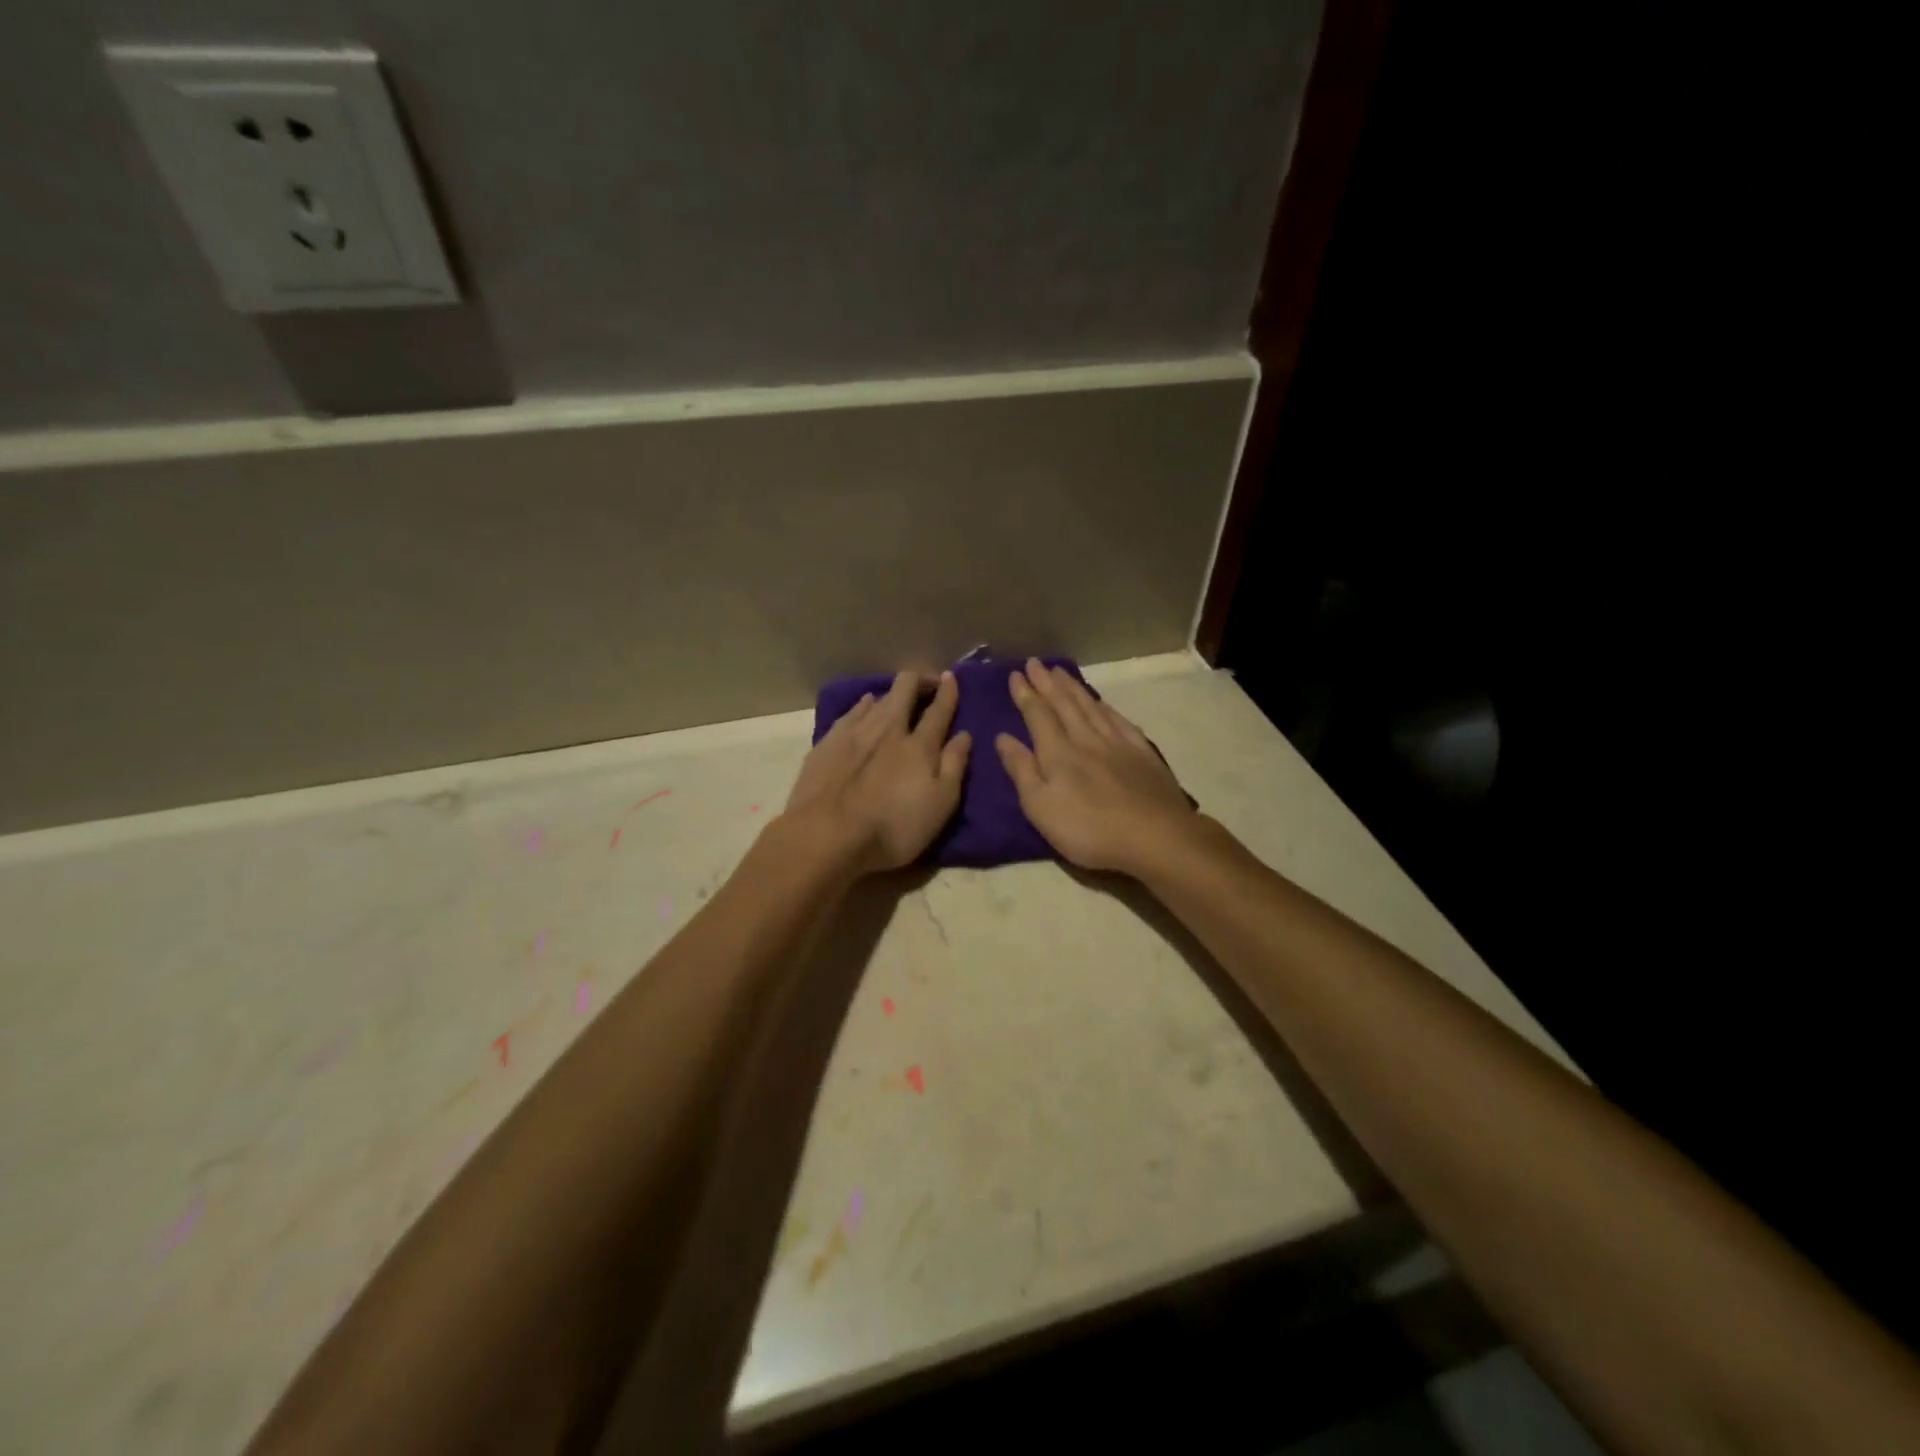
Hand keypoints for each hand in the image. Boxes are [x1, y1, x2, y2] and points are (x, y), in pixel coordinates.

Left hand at [785, 670, 971, 872]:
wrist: (826, 835)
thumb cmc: (893, 827)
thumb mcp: (939, 805)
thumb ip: (954, 766)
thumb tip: (964, 734)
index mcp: (919, 745)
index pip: (939, 709)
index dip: (947, 691)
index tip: (951, 678)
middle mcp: (888, 728)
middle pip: (905, 689)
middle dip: (919, 680)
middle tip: (927, 684)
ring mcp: (854, 732)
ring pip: (878, 697)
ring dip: (892, 693)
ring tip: (898, 697)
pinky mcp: (828, 742)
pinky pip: (852, 711)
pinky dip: (864, 705)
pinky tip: (865, 706)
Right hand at [995, 659, 1196, 874]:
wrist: (1154, 836)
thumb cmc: (1088, 829)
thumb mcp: (1040, 807)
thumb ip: (1021, 770)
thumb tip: (1002, 738)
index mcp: (1057, 753)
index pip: (1037, 715)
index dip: (1025, 694)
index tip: (1015, 674)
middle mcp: (1086, 739)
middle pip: (1064, 704)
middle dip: (1047, 683)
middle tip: (1035, 662)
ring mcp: (1117, 744)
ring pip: (1090, 707)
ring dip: (1073, 688)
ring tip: (1061, 672)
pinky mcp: (1142, 753)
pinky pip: (1119, 721)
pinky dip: (1105, 707)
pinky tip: (1101, 702)